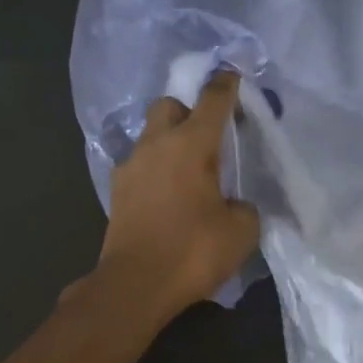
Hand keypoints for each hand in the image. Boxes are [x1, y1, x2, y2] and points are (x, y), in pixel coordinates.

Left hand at [97, 71, 260, 323]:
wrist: (134, 285)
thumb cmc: (192, 252)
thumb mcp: (241, 231)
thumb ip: (245, 206)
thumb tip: (236, 203)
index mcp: (191, 144)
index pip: (212, 100)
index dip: (226, 85)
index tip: (234, 77)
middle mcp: (156, 145)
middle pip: (169, 105)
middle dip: (188, 110)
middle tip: (208, 136)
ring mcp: (131, 166)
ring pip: (150, 135)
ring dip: (169, 141)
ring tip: (188, 170)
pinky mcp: (117, 190)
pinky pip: (139, 164)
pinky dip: (155, 168)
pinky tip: (167, 193)